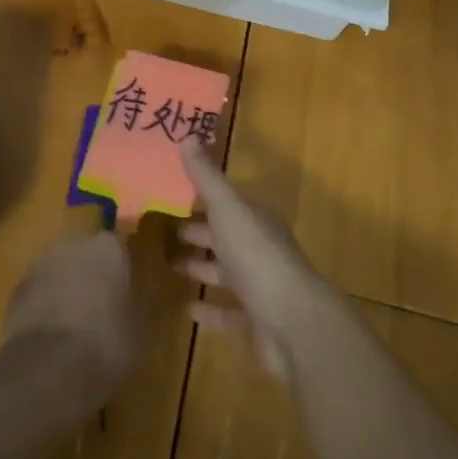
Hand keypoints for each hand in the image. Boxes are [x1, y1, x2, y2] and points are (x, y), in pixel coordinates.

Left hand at [2, 232, 140, 409]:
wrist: (48, 368)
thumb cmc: (106, 344)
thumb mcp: (139, 330)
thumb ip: (135, 305)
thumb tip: (133, 302)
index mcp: (108, 248)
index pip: (118, 247)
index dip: (121, 270)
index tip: (125, 292)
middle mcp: (73, 243)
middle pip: (85, 253)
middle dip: (90, 274)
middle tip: (99, 307)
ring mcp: (40, 263)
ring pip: (59, 270)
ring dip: (64, 287)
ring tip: (72, 324)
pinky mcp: (16, 289)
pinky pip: (37, 291)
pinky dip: (43, 306)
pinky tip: (50, 336)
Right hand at [176, 141, 329, 378]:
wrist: (293, 323)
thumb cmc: (257, 256)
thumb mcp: (227, 208)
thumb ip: (206, 177)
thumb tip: (187, 135)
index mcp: (255, 219)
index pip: (226, 202)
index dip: (201, 197)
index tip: (171, 193)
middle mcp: (259, 248)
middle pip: (224, 235)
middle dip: (197, 231)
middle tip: (164, 229)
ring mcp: (259, 286)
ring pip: (224, 272)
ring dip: (200, 267)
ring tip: (169, 264)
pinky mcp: (255, 321)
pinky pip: (227, 311)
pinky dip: (209, 309)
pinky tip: (187, 309)